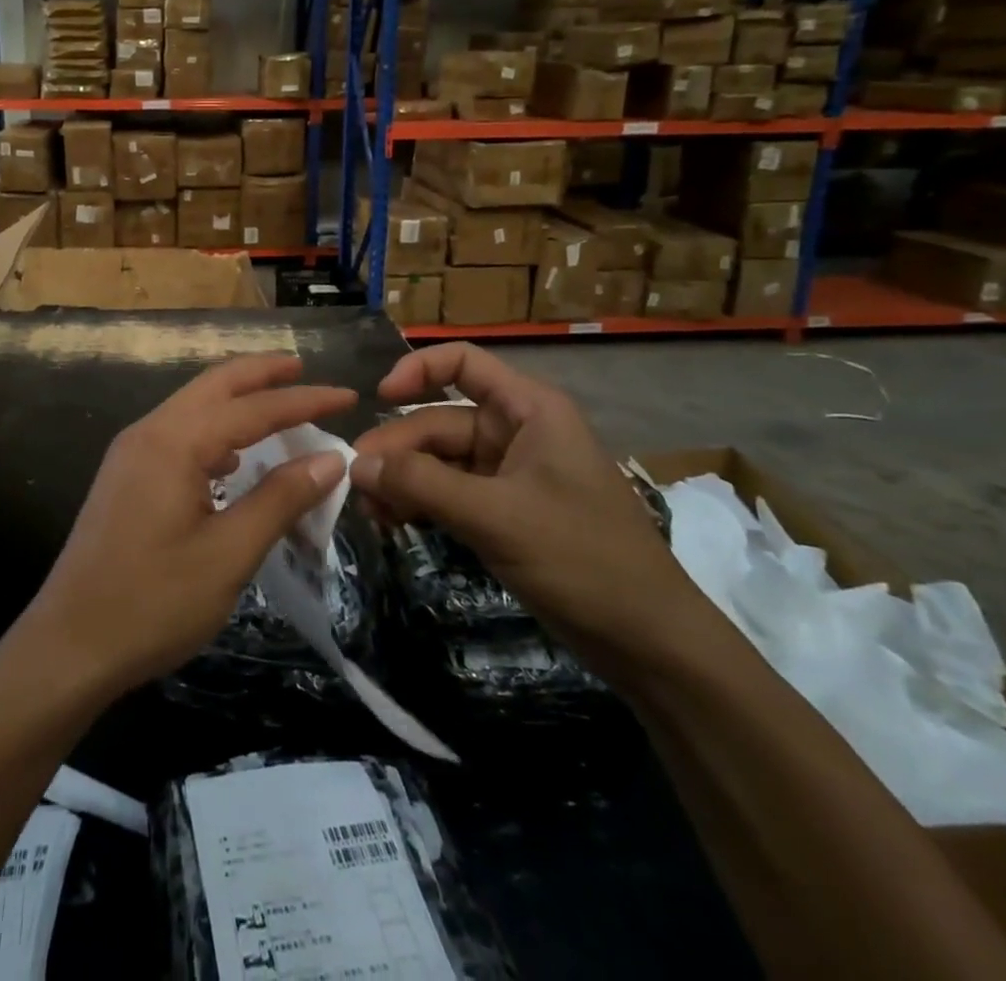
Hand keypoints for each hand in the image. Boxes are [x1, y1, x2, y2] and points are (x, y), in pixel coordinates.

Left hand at [24, 354, 356, 696]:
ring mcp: (131, 454)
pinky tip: (233, 457)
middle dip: (261, 374)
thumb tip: (329, 459)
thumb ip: (280, 499)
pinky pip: (178, 434)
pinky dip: (214, 430)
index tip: (347, 395)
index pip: (251, 407)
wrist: (68, 646)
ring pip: (193, 407)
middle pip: (214, 386)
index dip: (303, 399)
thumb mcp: (228, 554)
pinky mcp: (125, 478)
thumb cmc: (152, 602)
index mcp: (173, 442)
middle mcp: (148, 432)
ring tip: (278, 406)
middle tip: (305, 369)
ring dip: (236, 400)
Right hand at [350, 343, 714, 674]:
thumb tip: (356, 464)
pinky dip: (421, 504)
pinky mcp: (503, 512)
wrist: (649, 642)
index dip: (417, 370)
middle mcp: (516, 432)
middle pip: (439, 421)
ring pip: (439, 461)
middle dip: (398, 449)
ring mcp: (509, 474)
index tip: (378, 398)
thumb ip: (422, 485)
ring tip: (370, 511)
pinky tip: (393, 523)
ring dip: (403, 480)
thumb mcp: (496, 516)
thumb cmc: (583, 559)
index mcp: (528, 410)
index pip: (463, 363)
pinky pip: (449, 493)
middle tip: (356, 485)